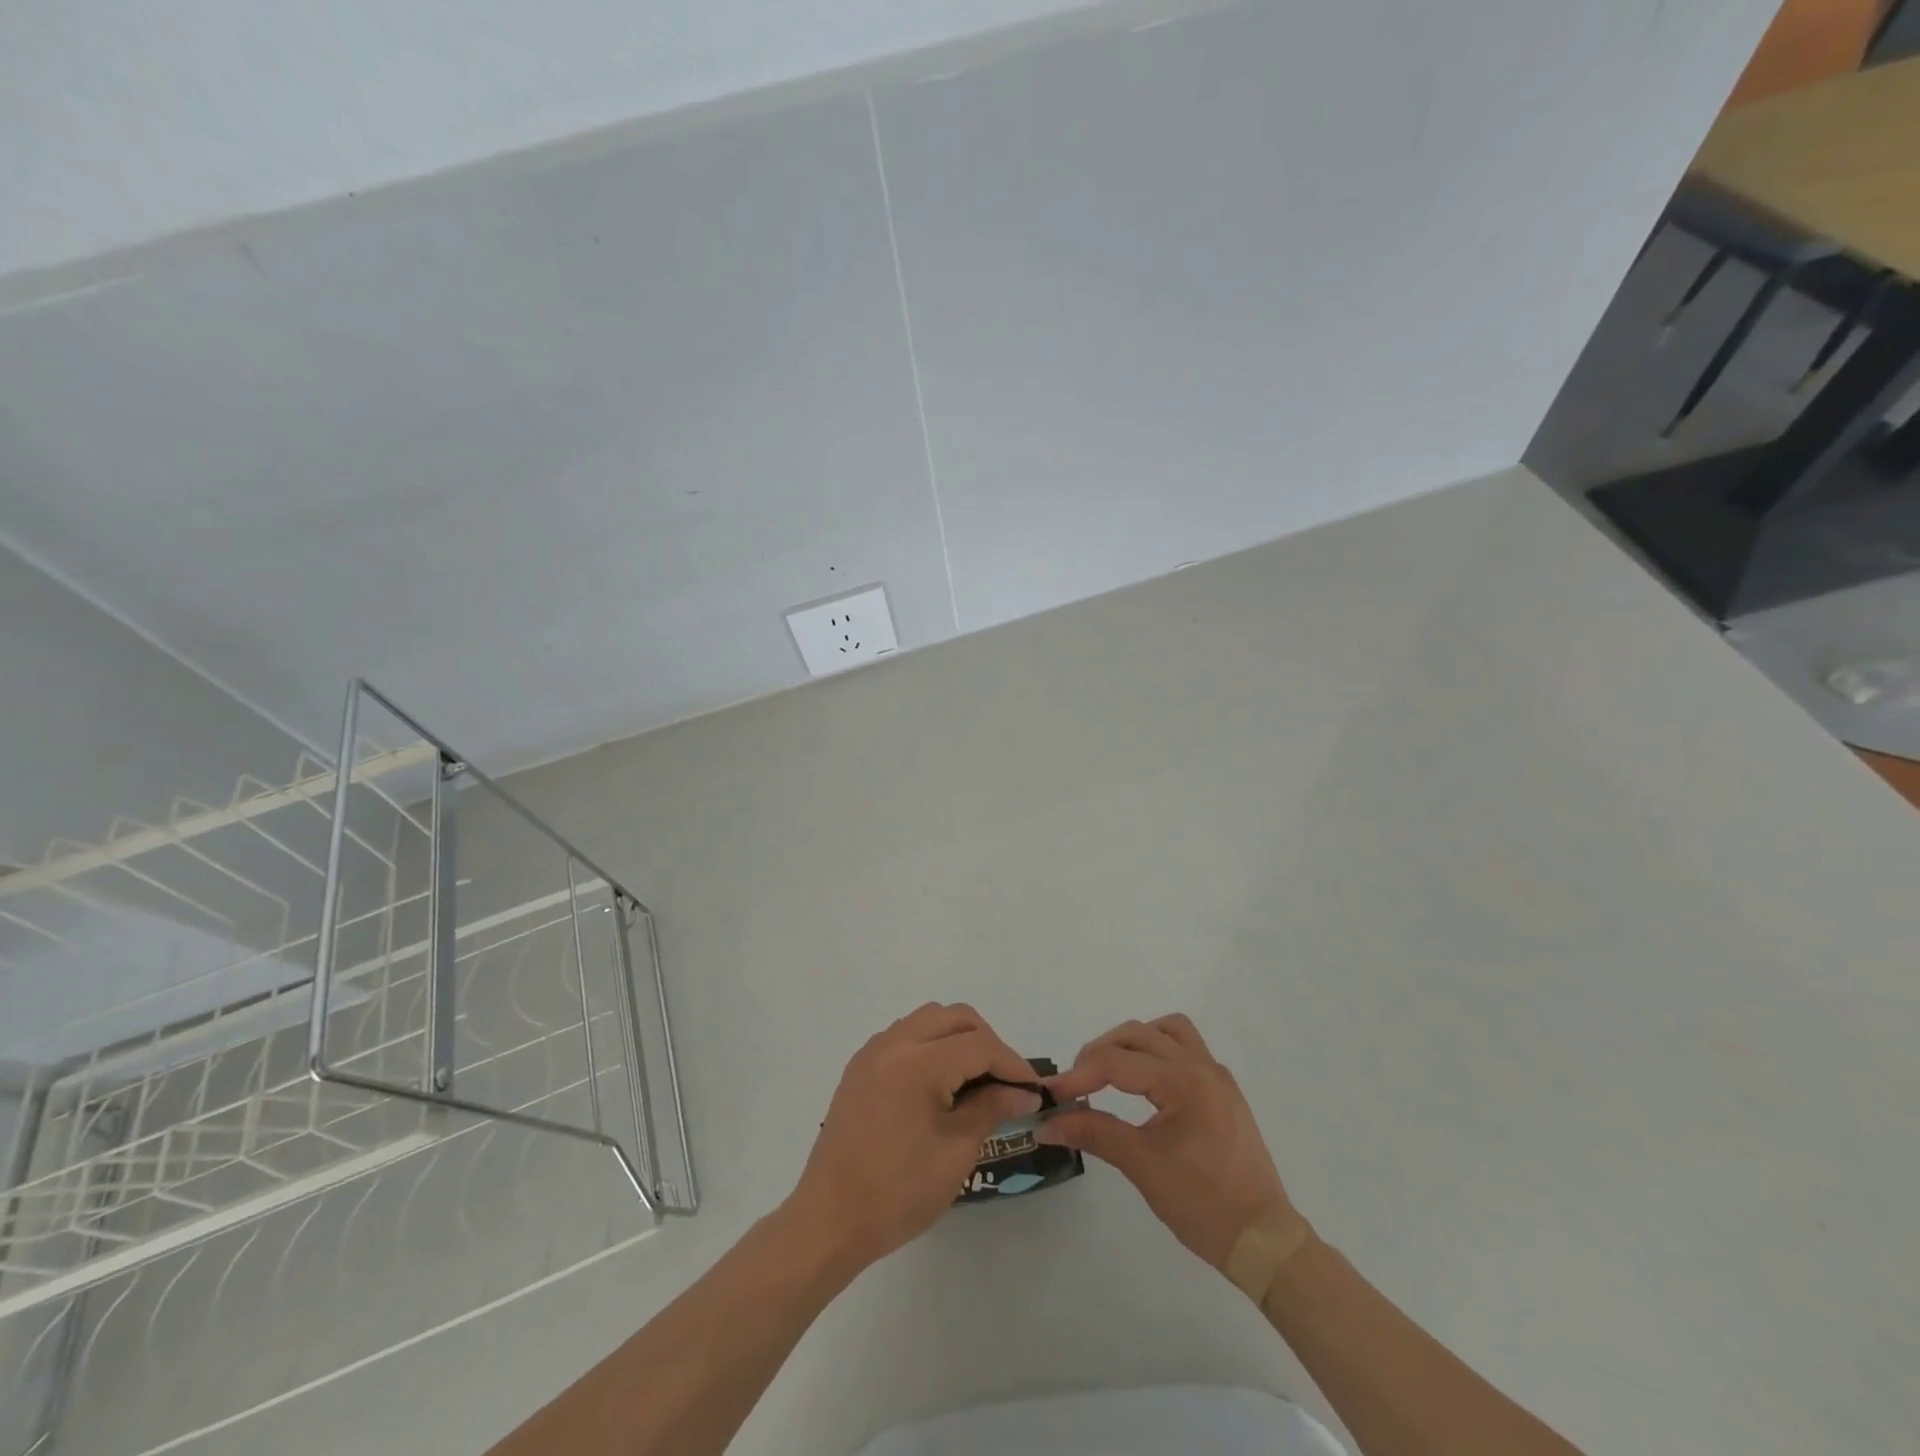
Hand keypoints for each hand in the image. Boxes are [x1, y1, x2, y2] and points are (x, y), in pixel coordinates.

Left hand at [786, 1003, 1040, 1271]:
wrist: (829, 1220)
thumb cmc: (898, 1192)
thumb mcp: (956, 1152)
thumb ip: (991, 1109)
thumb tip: (1023, 1092)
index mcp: (918, 1062)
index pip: (979, 1045)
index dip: (1012, 1064)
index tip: (1034, 1090)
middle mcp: (894, 1043)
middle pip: (955, 1018)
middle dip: (987, 1042)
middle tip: (1006, 1082)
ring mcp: (873, 1051)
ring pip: (929, 1019)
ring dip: (958, 1038)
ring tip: (976, 1080)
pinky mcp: (861, 1066)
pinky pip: (905, 1035)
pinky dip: (931, 1045)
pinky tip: (941, 1083)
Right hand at [1039, 1014, 1297, 1269]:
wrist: (1263, 1241)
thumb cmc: (1203, 1205)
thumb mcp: (1142, 1166)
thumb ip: (1093, 1132)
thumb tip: (1047, 1123)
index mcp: (1183, 1081)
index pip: (1117, 1062)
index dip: (1078, 1075)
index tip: (1050, 1094)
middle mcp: (1201, 1066)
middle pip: (1138, 1034)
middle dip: (1100, 1052)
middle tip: (1076, 1084)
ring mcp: (1216, 1076)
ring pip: (1166, 1031)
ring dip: (1132, 1042)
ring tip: (1109, 1071)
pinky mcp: (1222, 1090)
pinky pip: (1185, 1048)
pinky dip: (1157, 1051)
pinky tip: (1143, 1081)